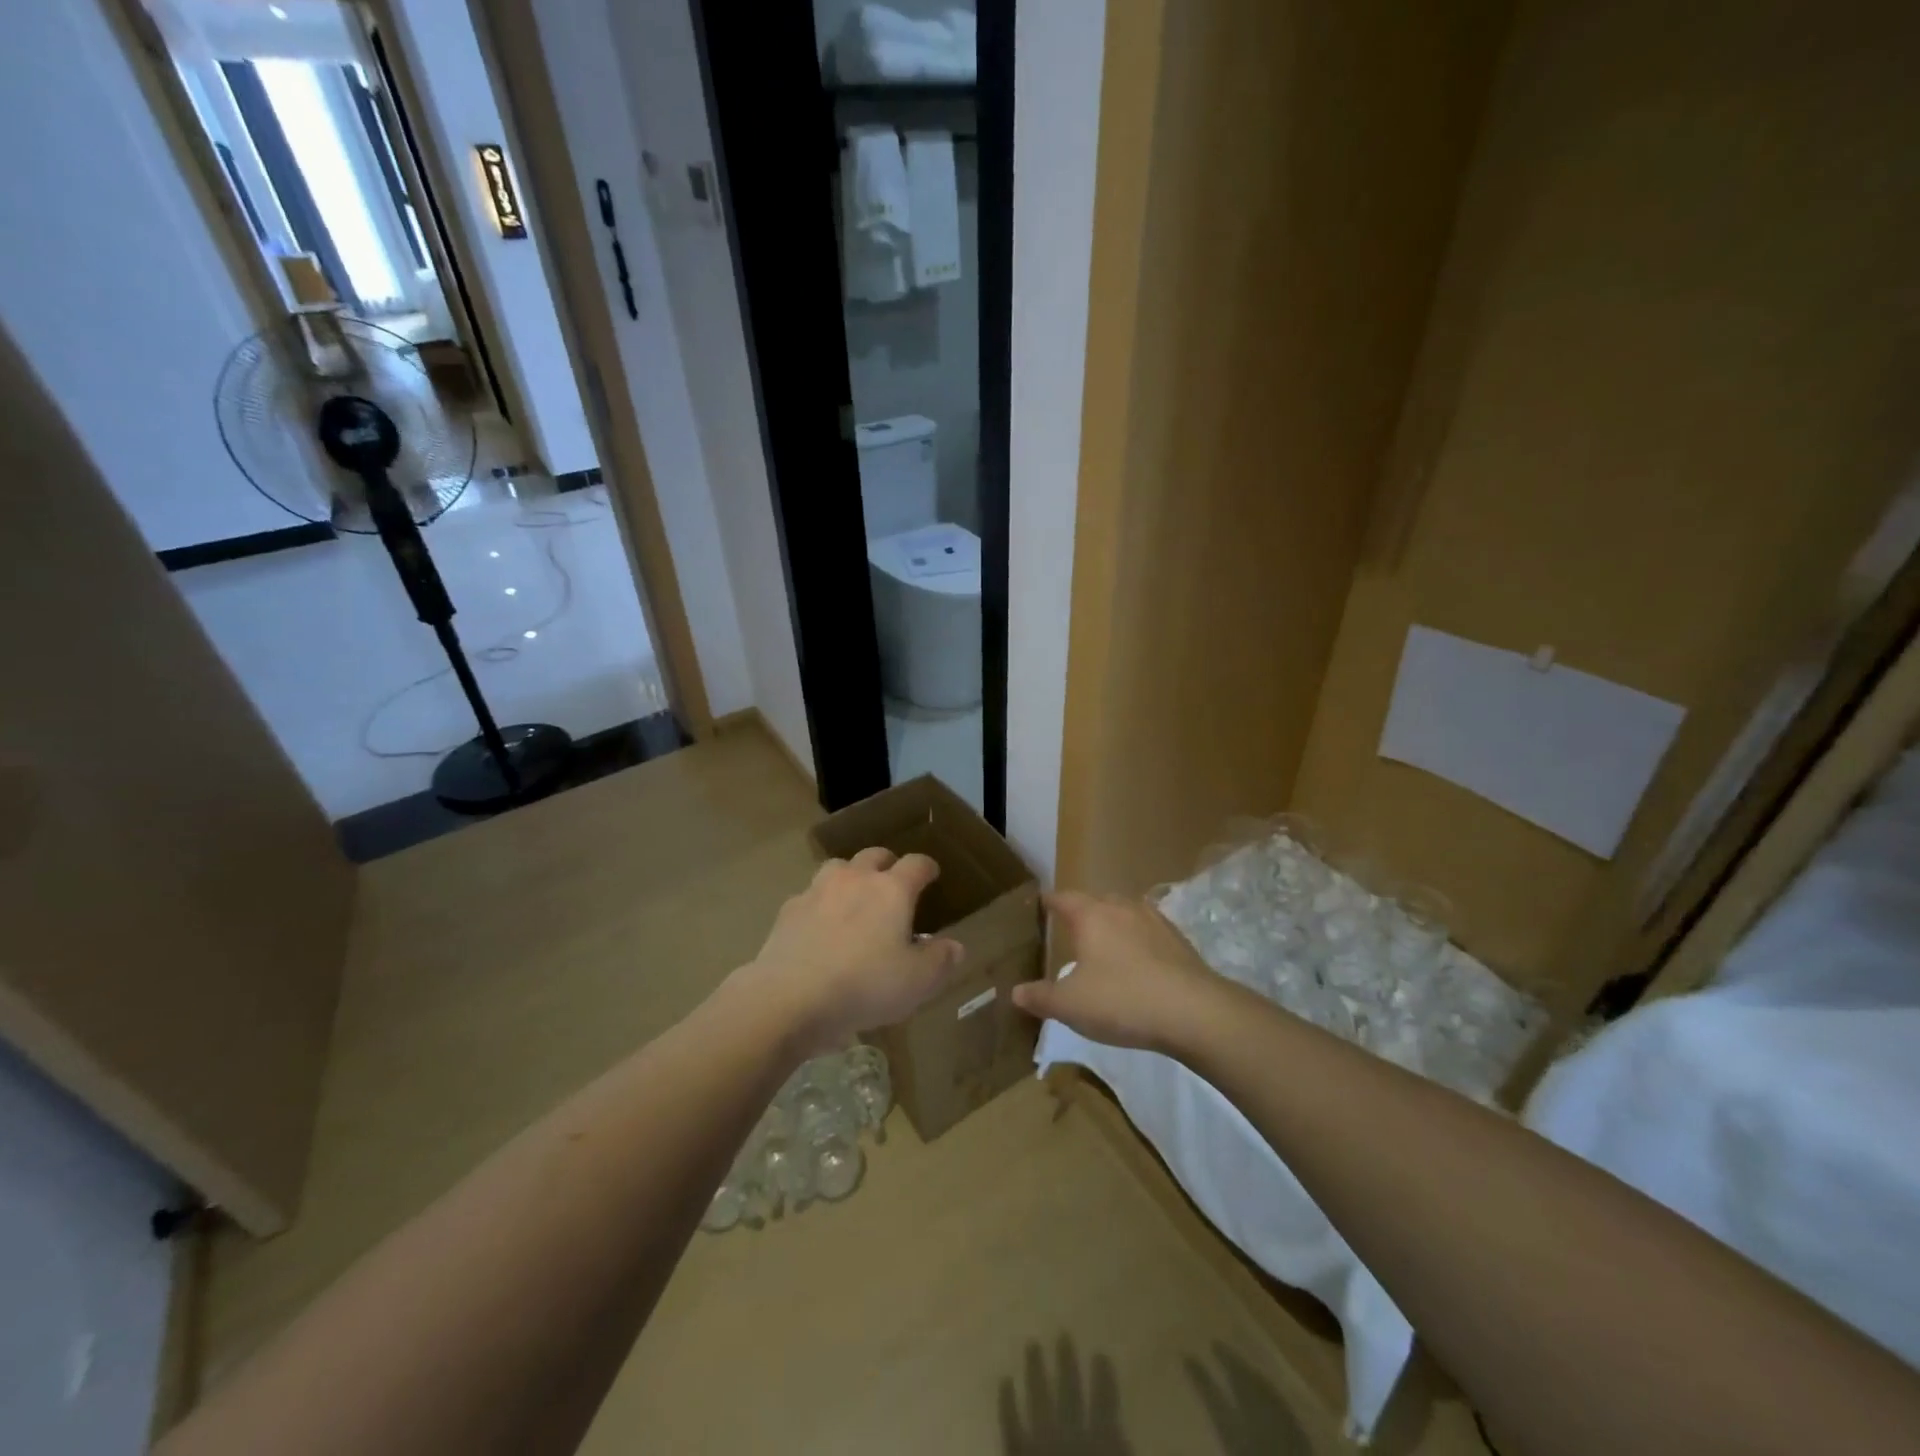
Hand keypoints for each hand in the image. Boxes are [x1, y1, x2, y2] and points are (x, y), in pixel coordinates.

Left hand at [741, 847, 962, 1056]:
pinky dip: (820, 903)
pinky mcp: (789, 909)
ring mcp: (818, 890)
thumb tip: (955, 946)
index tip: (932, 874)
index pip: (916, 864)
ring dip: (851, 876)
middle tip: (893, 882)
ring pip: (839, 868)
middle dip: (887, 864)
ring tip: (855, 897)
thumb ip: (940, 960)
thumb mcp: (917, 982)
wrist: (790, 997)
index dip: (927, 867)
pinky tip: (820, 925)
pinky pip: (810, 895)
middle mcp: (856, 879)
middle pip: (875, 855)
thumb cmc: (865, 986)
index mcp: (892, 890)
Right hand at [1011, 891, 1224, 1054]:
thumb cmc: (1122, 1000)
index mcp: (1091, 915)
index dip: (1048, 902)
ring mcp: (1154, 920)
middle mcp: (1121, 907)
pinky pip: (1147, 932)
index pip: (1062, 898)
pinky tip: (1136, 964)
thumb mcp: (1071, 1006)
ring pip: (1124, 913)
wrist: (1194, 1012)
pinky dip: (1136, 942)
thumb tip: (1015, 992)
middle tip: (1068, 930)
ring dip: (1111, 925)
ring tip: (1102, 946)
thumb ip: (1041, 997)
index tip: (1038, 905)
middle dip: (1080, 912)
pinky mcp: (1178, 940)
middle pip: (1094, 901)